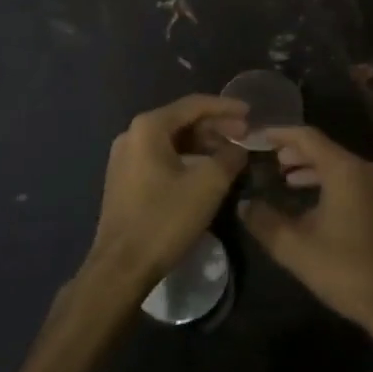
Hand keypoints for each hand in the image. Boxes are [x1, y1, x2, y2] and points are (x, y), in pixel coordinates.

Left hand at [87, 94, 248, 296]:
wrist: (121, 267)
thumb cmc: (165, 219)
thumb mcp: (208, 185)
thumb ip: (229, 158)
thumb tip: (239, 149)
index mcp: (149, 127)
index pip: (194, 105)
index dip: (226, 108)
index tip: (251, 113)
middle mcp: (132, 135)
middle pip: (182, 121)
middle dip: (216, 127)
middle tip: (245, 136)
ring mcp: (125, 158)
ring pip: (172, 141)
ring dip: (203, 144)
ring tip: (230, 155)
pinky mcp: (125, 180)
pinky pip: (161, 157)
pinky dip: (187, 159)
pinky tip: (206, 171)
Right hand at [239, 125, 372, 334]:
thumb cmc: (344, 269)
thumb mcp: (294, 247)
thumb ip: (264, 221)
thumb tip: (244, 205)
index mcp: (345, 170)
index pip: (307, 137)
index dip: (279, 134)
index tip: (256, 136)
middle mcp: (365, 170)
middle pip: (325, 149)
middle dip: (295, 152)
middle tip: (269, 158)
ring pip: (340, 166)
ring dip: (312, 168)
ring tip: (286, 178)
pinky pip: (353, 180)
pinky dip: (330, 182)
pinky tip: (313, 201)